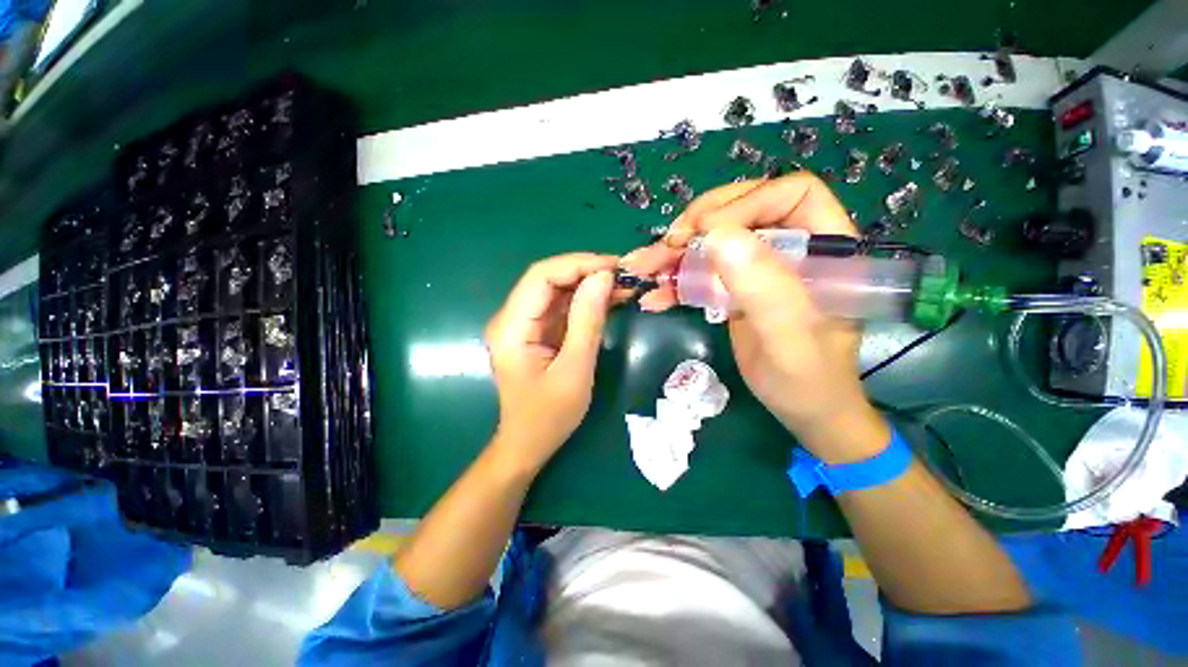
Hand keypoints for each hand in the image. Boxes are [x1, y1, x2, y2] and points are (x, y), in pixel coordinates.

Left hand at [485, 254, 617, 471]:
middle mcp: (511, 318)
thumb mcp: (575, 370)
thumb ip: (587, 322)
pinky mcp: (536, 330)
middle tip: (624, 274)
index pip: (541, 276)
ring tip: (623, 284)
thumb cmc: (549, 416)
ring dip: (588, 284)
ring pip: (556, 289)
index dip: (578, 264)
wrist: (529, 443)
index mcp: (511, 328)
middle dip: (586, 271)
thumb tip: (603, 278)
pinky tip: (609, 299)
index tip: (614, 267)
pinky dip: (585, 300)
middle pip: (548, 278)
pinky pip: (561, 306)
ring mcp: (523, 324)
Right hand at [621, 174, 887, 461]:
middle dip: (699, 224)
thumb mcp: (790, 340)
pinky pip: (703, 271)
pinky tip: (653, 296)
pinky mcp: (736, 287)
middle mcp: (792, 248)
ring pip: (714, 241)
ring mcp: (760, 267)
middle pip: (742, 210)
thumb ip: (763, 289)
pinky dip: (675, 281)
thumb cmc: (808, 380)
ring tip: (642, 267)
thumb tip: (719, 237)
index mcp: (826, 247)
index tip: (704, 233)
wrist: (802, 409)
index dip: (744, 204)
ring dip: (675, 253)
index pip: (789, 195)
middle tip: (666, 245)